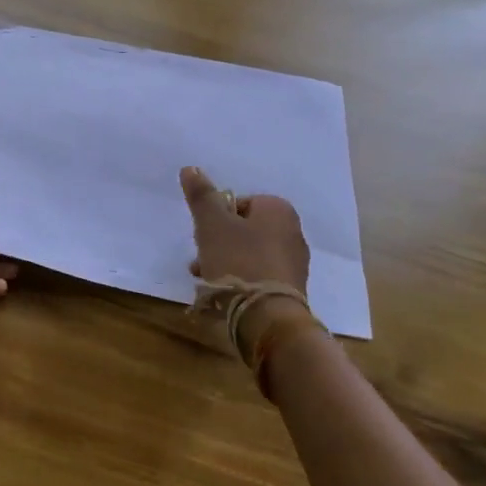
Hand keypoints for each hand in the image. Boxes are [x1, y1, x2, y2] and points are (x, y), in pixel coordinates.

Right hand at [179, 166, 309, 291]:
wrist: (267, 316)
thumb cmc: (238, 260)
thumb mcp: (211, 224)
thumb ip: (202, 195)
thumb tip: (190, 168)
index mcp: (278, 210)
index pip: (239, 203)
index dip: (217, 217)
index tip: (204, 234)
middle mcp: (292, 232)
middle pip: (244, 229)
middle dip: (218, 242)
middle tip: (201, 258)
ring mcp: (294, 263)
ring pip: (250, 254)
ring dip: (225, 262)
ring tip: (205, 279)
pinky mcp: (291, 289)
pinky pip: (259, 276)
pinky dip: (240, 280)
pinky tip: (222, 294)